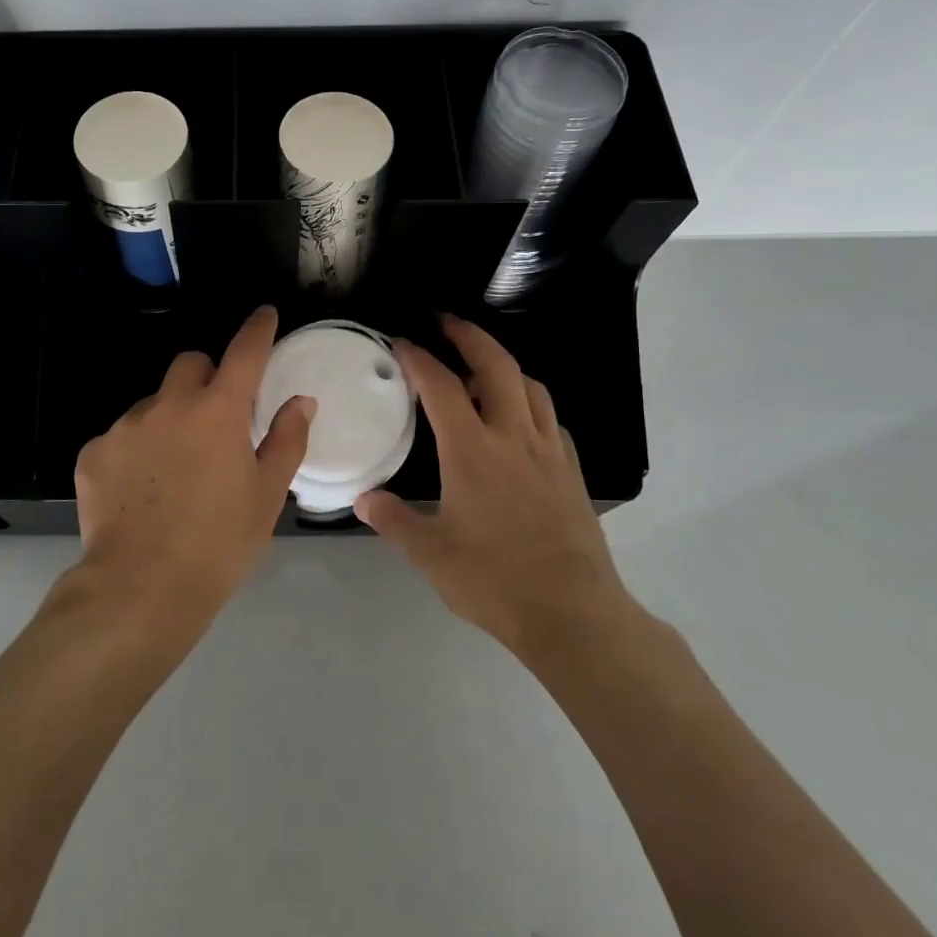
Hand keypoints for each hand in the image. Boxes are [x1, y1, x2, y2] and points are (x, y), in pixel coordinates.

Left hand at [71, 305, 314, 631]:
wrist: (139, 590)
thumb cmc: (218, 544)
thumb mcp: (266, 496)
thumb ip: (287, 440)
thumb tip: (300, 401)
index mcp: (218, 411)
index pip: (244, 352)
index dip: (257, 329)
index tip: (264, 315)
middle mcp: (169, 405)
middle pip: (190, 365)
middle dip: (206, 378)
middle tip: (215, 419)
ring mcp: (125, 426)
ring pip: (153, 403)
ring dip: (168, 420)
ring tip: (173, 472)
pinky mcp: (94, 452)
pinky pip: (122, 437)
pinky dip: (136, 452)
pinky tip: (140, 493)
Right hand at [356, 315, 637, 658]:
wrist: (573, 613)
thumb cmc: (494, 580)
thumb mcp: (431, 555)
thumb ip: (394, 521)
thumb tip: (364, 500)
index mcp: (472, 450)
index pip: (441, 386)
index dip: (418, 358)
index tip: (401, 343)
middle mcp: (513, 437)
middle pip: (496, 365)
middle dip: (469, 335)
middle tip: (447, 323)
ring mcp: (548, 451)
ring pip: (530, 386)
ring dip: (504, 365)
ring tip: (483, 368)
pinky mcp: (571, 470)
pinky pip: (550, 418)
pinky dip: (529, 403)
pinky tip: (519, 420)